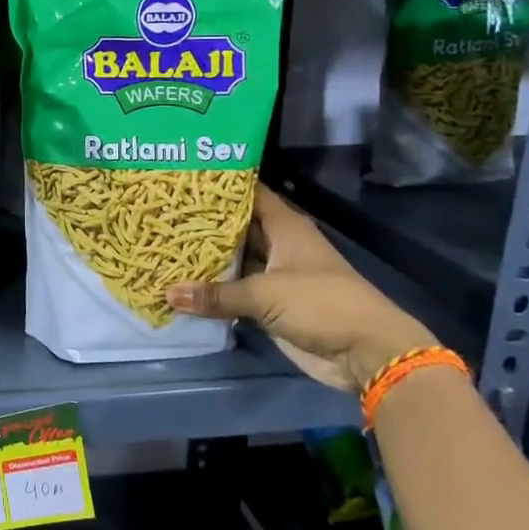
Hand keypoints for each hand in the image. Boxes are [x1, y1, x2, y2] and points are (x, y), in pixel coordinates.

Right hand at [165, 187, 436, 390]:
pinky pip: (235, 290)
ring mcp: (275, 275)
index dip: (221, 185)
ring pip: (234, 259)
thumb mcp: (264, 293)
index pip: (250, 193)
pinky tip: (182, 282)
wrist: (364, 352)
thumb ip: (216, 293)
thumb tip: (167, 293)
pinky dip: (213, 288)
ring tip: (164, 243)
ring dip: (207, 257)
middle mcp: (279, 245)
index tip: (186, 176)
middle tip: (164, 210)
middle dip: (205, 221)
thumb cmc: (320, 303)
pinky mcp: (271, 304)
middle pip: (237, 226)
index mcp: (286, 227)